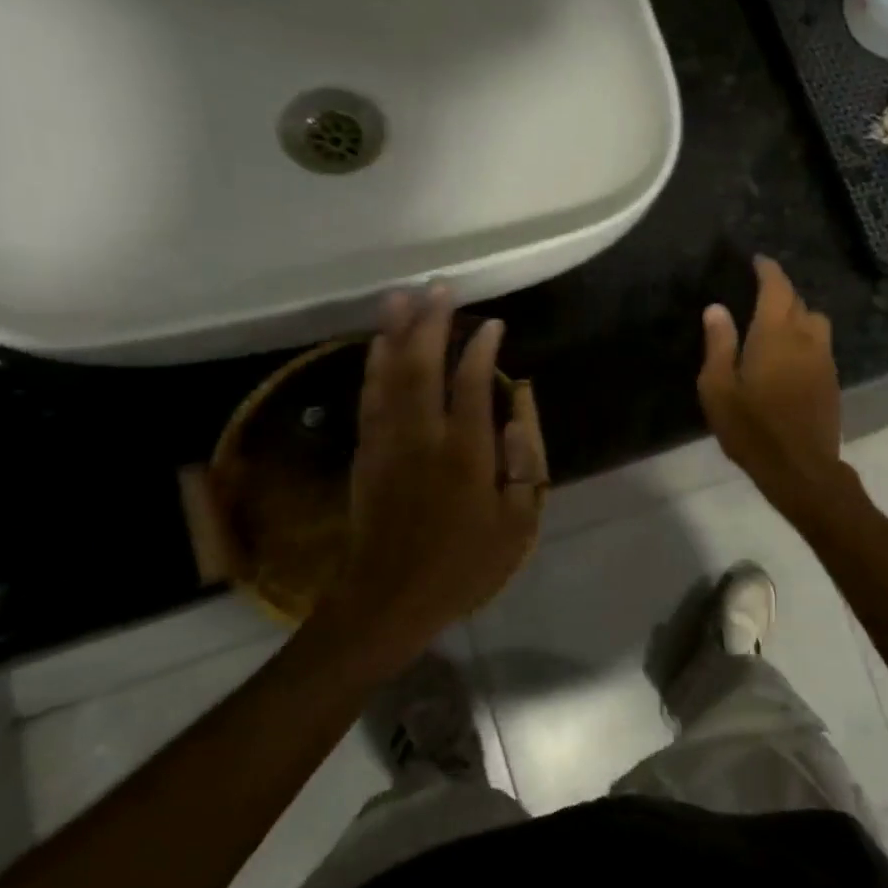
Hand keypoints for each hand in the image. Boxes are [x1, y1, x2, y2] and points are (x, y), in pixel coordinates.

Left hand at [320, 288, 546, 666]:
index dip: (480, 347)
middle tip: (440, 288)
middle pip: (422, 366)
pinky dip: (373, 365)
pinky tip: (376, 345)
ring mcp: (388, 443)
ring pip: (388, 374)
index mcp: (465, 454)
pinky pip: (368, 397)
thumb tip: (517, 413)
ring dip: (395, 333)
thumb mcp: (515, 525)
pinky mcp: (366, 454)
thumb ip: (522, 465)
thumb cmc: (463, 565)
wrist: (389, 599)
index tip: (492, 324)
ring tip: (401, 297)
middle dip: (432, 323)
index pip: (470, 383)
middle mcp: (422, 438)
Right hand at [697, 256, 845, 515]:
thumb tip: (716, 308)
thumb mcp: (719, 389)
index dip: (768, 270)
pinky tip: (791, 357)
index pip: (777, 287)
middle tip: (760, 295)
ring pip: (815, 322)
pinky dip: (806, 339)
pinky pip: (820, 345)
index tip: (758, 261)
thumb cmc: (752, 429)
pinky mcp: (833, 380)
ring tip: (777, 326)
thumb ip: (719, 344)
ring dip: (798, 316)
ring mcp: (824, 359)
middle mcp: (806, 338)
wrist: (801, 468)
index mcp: (776, 334)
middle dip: (781, 292)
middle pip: (799, 302)